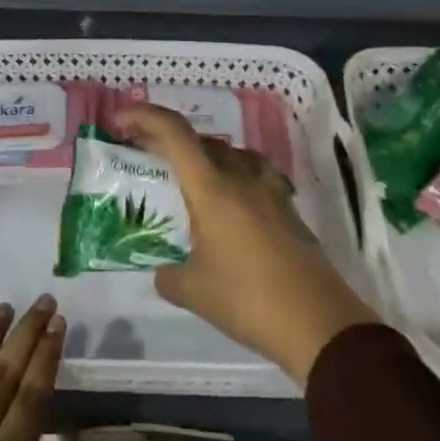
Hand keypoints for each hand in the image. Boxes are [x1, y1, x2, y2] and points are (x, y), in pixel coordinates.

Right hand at [115, 105, 379, 386]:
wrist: (319, 323)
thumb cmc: (248, 300)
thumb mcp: (193, 291)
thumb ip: (169, 275)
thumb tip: (163, 272)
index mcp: (212, 188)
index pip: (174, 133)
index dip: (144, 117)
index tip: (120, 121)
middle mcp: (241, 177)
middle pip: (201, 140)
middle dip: (169, 139)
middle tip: (147, 154)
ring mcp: (270, 191)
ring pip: (231, 154)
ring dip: (204, 155)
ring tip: (190, 178)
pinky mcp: (289, 209)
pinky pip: (255, 174)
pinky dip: (235, 175)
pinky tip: (233, 202)